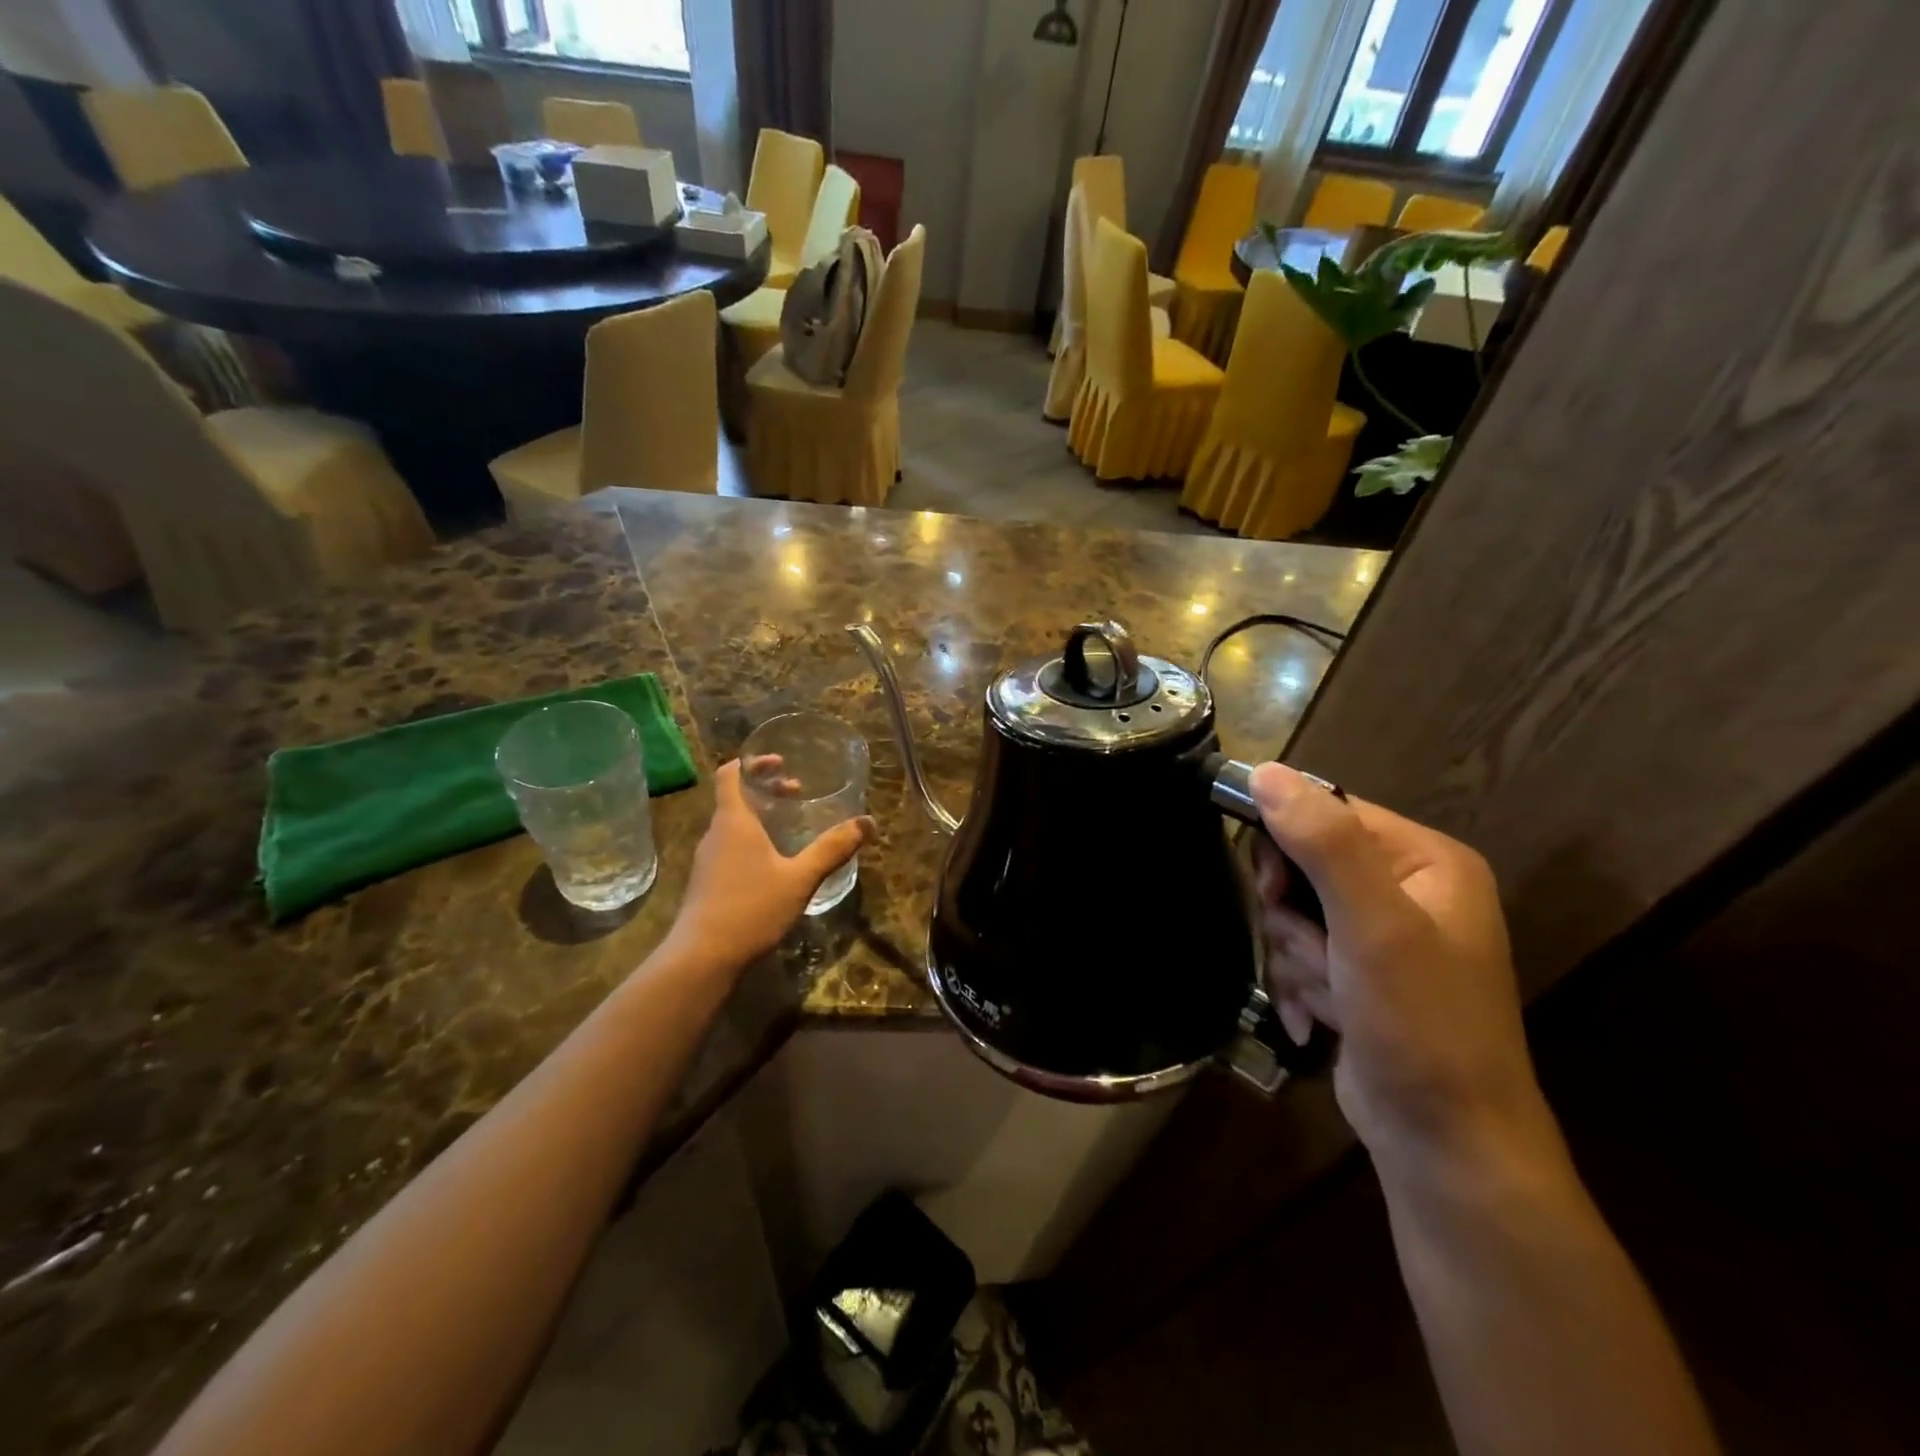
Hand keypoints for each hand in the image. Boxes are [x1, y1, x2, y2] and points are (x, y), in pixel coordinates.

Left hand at [666, 759, 876, 968]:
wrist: (701, 958)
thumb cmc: (751, 908)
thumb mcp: (800, 878)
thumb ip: (832, 849)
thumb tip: (868, 823)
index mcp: (734, 821)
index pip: (731, 774)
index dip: (753, 762)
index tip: (781, 762)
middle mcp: (716, 834)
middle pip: (735, 797)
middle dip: (766, 789)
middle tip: (796, 792)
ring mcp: (707, 859)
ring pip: (732, 824)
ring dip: (760, 816)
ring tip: (789, 826)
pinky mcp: (707, 882)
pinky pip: (729, 847)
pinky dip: (751, 840)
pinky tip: (773, 864)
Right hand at [1248, 764, 1549, 1171]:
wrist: (1445, 1145)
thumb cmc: (1421, 1024)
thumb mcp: (1373, 925)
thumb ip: (1322, 843)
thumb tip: (1264, 771)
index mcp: (1426, 860)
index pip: (1329, 811)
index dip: (1287, 841)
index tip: (1271, 888)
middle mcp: (1407, 889)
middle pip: (1303, 863)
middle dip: (1293, 914)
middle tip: (1312, 949)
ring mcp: (1381, 936)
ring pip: (1293, 913)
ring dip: (1296, 956)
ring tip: (1330, 997)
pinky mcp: (1357, 975)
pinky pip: (1300, 952)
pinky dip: (1300, 983)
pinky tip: (1322, 1020)